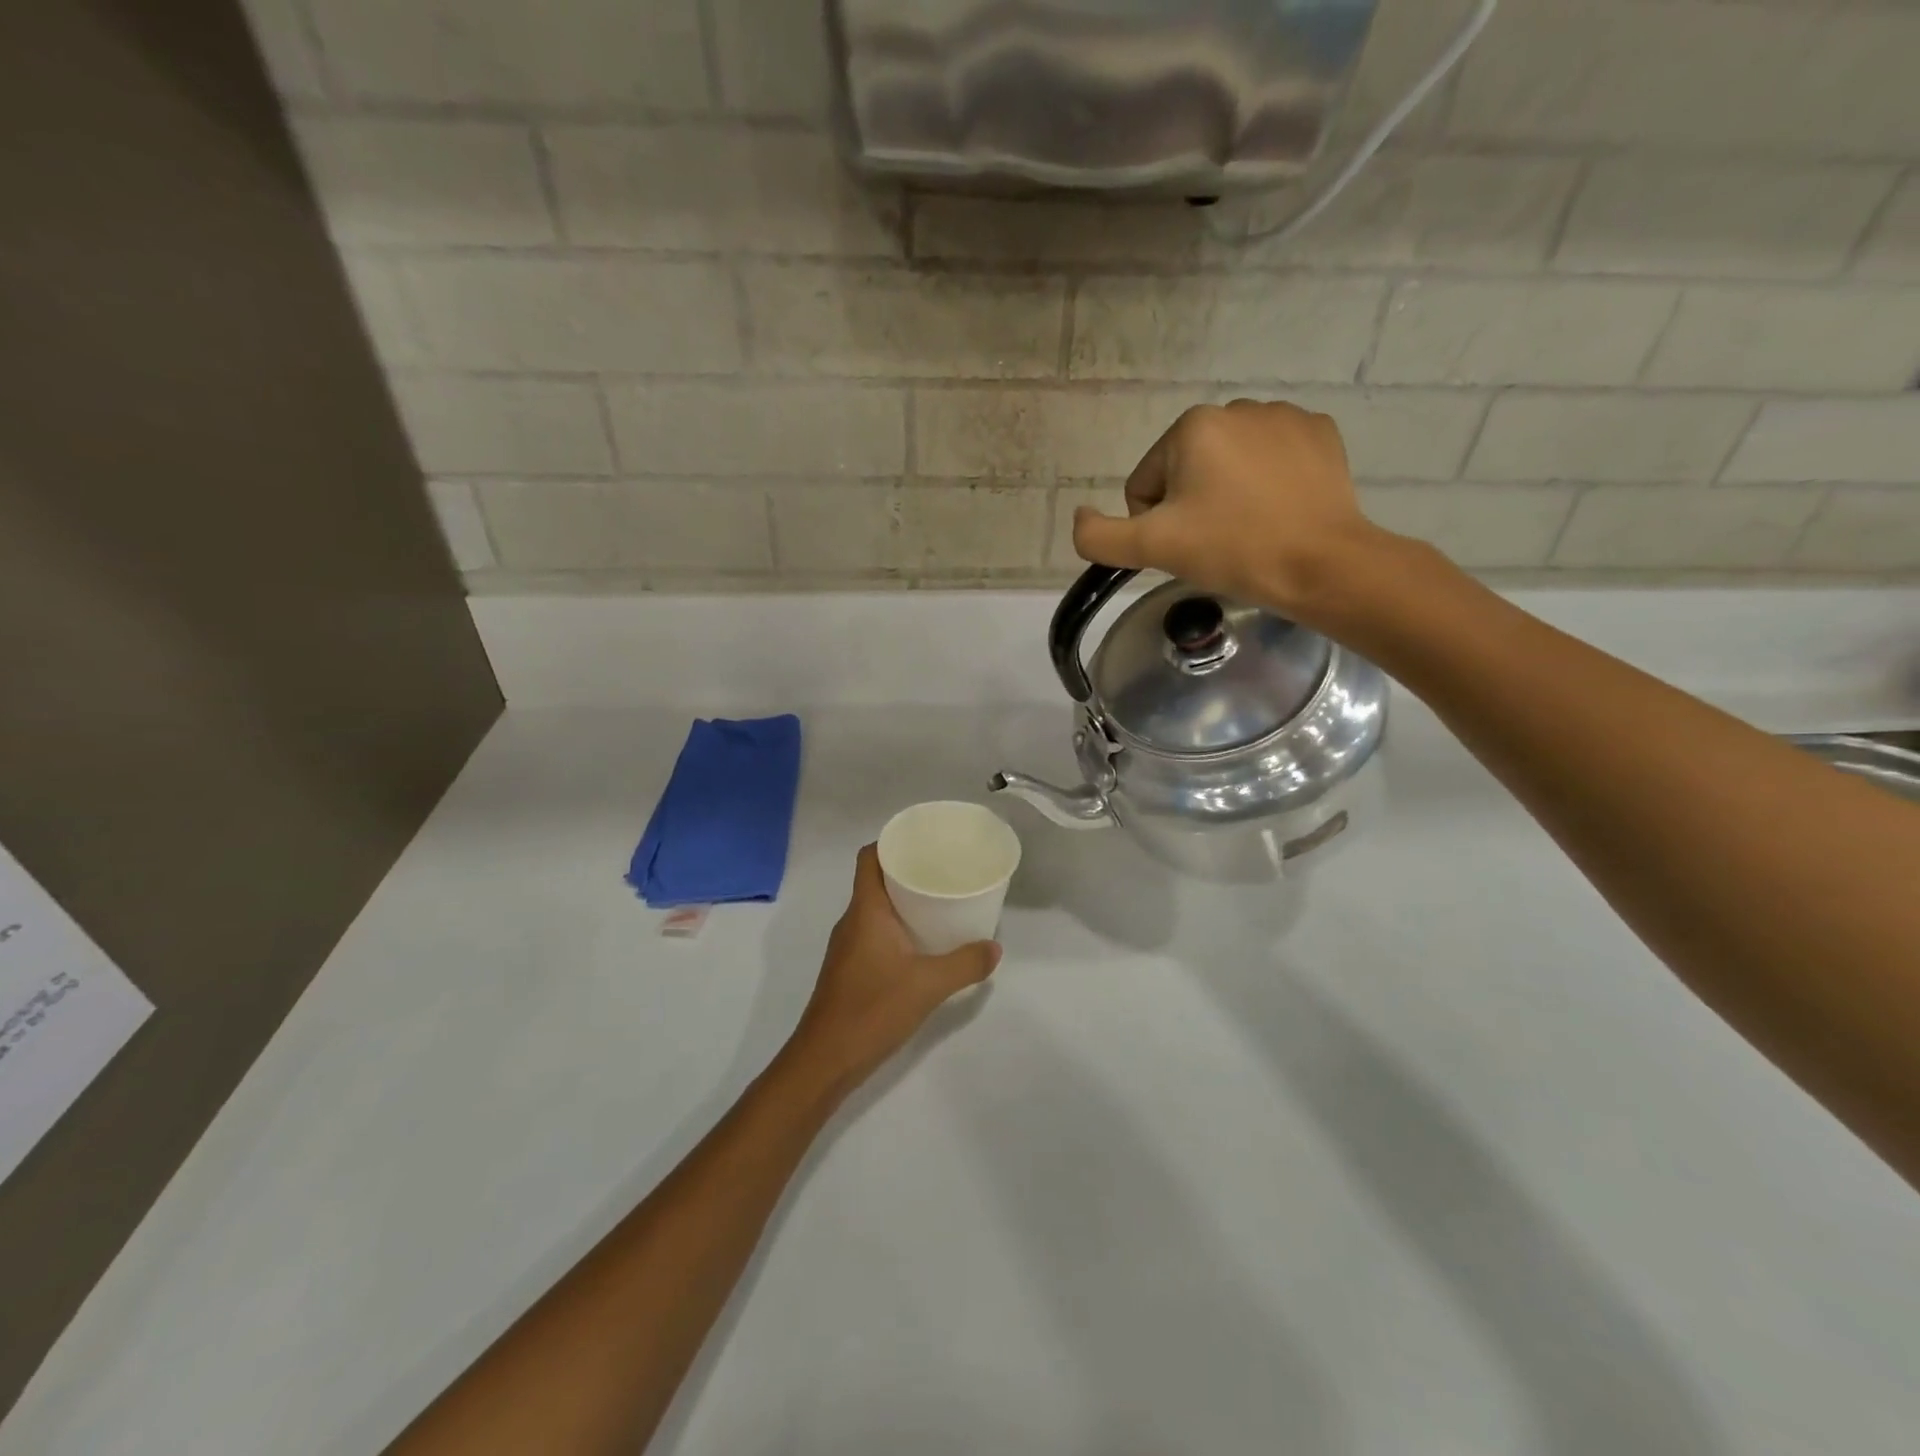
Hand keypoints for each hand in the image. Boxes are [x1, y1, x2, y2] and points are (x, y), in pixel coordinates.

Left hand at [785, 845, 1001, 1092]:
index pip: (869, 858)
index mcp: (865, 911)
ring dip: (903, 901)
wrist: (825, 1060)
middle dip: (907, 871)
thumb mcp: (928, 985)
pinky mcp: (850, 969)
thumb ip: (965, 964)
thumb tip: (994, 947)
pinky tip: (923, 943)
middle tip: (944, 870)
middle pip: (876, 880)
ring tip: (940, 902)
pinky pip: (875, 932)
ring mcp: (848, 947)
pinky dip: (898, 927)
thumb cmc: (872, 1010)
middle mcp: (852, 921)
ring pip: (876, 908)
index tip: (923, 841)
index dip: (891, 842)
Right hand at [1071, 399, 1391, 625]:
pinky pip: (1272, 459)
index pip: (1146, 483)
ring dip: (1227, 494)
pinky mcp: (1320, 435)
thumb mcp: (1152, 549)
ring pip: (1229, 465)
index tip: (1186, 545)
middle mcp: (1237, 407)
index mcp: (1192, 427)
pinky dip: (1268, 483)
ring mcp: (1284, 417)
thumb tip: (1079, 517)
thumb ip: (1098, 537)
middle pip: (1186, 471)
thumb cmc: (1232, 550)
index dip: (1155, 523)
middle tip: (1217, 541)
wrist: (1321, 565)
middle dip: (1191, 506)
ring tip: (1250, 528)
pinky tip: (1279, 511)